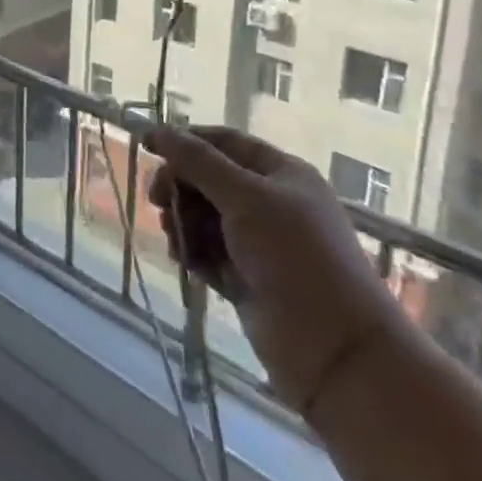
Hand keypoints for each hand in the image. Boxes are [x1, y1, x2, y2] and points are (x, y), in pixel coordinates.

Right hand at [146, 126, 410, 415]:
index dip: (186, 140)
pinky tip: (184, 261)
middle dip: (180, 186)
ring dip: (182, 221)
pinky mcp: (245, 279)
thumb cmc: (295, 257)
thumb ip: (198, 162)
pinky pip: (207, 252)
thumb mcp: (246, 197)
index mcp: (281, 174)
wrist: (335, 350)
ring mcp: (258, 244)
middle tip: (157, 201)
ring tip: (175, 237)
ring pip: (203, 217)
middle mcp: (270, 203)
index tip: (146, 145)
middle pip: (209, 179)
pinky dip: (191, 251)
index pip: (225, 143)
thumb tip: (158, 130)